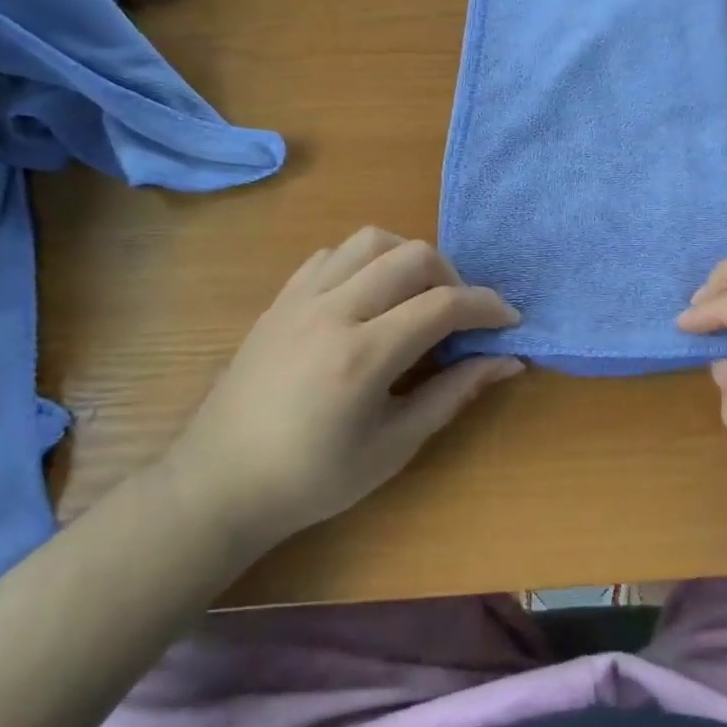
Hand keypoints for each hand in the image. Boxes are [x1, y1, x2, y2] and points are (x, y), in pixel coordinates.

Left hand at [165, 228, 521, 556]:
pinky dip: (366, 263)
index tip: (509, 322)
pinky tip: (370, 299)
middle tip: (461, 316)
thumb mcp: (395, 445)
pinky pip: (332, 255)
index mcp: (362, 355)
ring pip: (371, 241)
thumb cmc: (313, 479)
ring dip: (408, 259)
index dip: (487, 307)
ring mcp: (300, 299)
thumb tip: (507, 361)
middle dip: (454, 277)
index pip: (443, 304)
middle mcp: (332, 311)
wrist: (218, 485)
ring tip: (417, 298)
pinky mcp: (280, 300)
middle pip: (412, 256)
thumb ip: (453, 393)